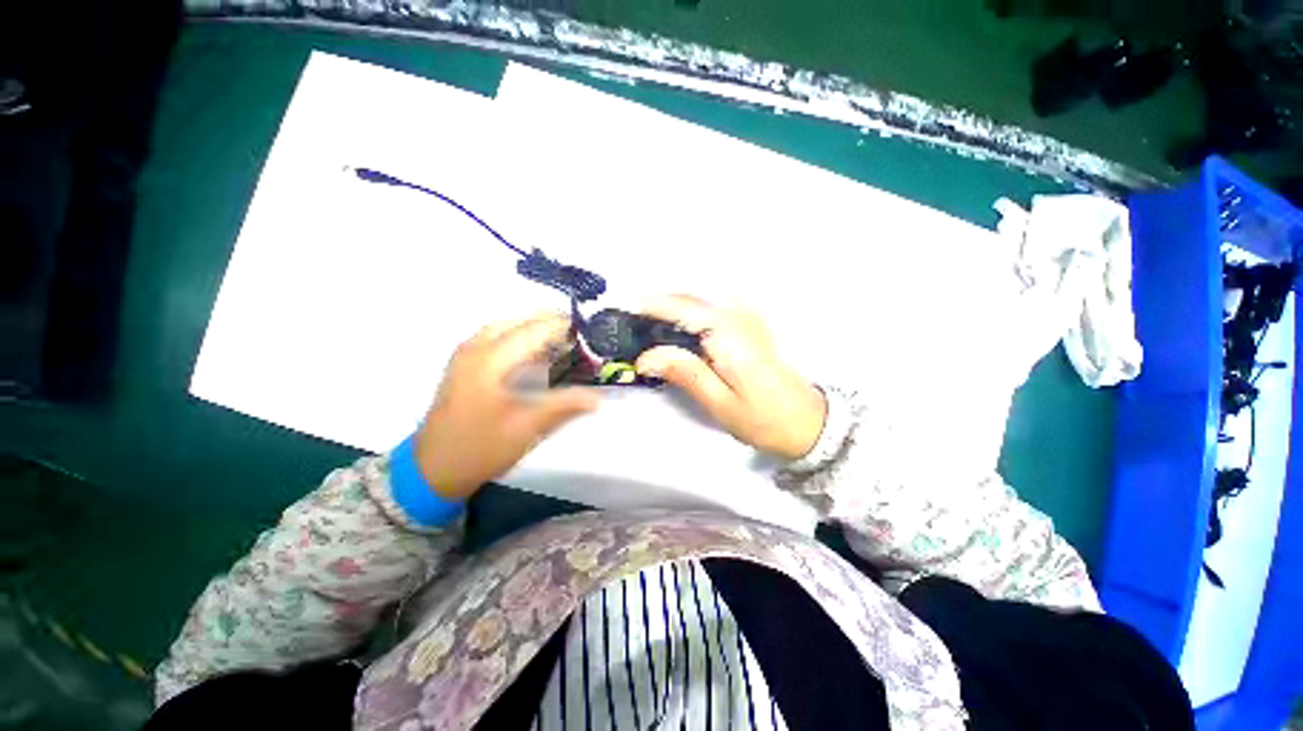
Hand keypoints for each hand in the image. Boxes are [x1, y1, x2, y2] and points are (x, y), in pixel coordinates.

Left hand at [415, 313, 599, 499]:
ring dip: (536, 333)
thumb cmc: (480, 448)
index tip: (592, 334)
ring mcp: (466, 355)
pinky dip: (521, 341)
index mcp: (490, 358)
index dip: (565, 326)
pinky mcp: (465, 366)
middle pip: (520, 322)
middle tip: (580, 341)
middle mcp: (476, 347)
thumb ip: (565, 406)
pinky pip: (497, 340)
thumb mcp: (527, 428)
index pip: (535, 328)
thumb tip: (600, 397)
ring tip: (562, 346)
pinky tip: (536, 358)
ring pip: (507, 328)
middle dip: (552, 326)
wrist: (432, 470)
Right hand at [634, 295, 826, 460]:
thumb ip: (684, 372)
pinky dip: (689, 312)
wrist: (808, 422)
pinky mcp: (749, 326)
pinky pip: (712, 309)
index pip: (681, 307)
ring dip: (672, 307)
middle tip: (630, 321)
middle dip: (657, 304)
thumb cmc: (762, 418)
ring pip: (700, 301)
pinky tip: (678, 328)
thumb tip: (645, 356)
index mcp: (727, 333)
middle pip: (689, 299)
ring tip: (647, 324)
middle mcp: (736, 316)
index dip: (650, 306)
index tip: (623, 309)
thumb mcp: (719, 402)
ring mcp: (746, 318)